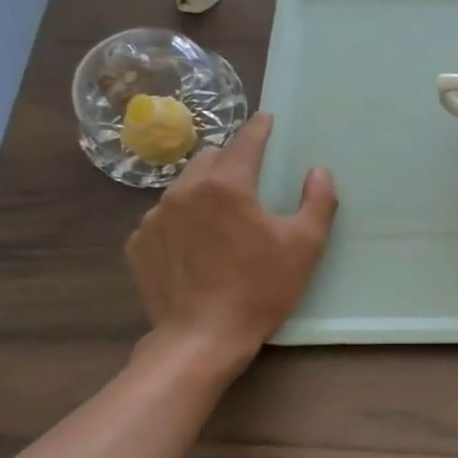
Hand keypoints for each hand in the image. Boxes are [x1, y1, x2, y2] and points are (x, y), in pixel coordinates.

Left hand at [125, 113, 336, 373]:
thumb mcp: (304, 246)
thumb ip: (317, 202)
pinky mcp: (138, 245)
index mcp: (226, 185)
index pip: (245, 142)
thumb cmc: (259, 289)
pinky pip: (163, 218)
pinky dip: (181, 220)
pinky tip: (196, 245)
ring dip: (204, 189)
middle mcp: (184, 191)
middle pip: (209, 158)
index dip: (259, 128)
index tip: (266, 118)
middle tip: (249, 176)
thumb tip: (319, 172)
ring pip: (183, 187)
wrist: (200, 339)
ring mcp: (154, 218)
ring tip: (221, 215)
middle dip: (230, 159)